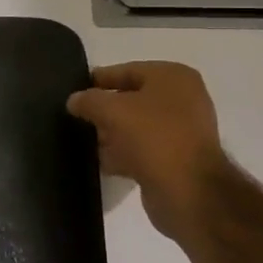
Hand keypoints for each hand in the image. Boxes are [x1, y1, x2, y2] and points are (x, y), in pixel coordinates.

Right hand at [67, 62, 232, 243]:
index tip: (74, 91)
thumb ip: (88, 100)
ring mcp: (182, 131)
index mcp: (173, 77)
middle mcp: (183, 99)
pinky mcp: (177, 159)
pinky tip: (102, 162)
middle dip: (104, 110)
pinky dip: (124, 154)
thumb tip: (74, 100)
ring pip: (136, 126)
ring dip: (112, 134)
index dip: (98, 80)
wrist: (189, 191)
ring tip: (84, 142)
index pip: (127, 70)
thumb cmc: (153, 137)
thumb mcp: (112, 110)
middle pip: (132, 99)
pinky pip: (143, 150)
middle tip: (77, 118)